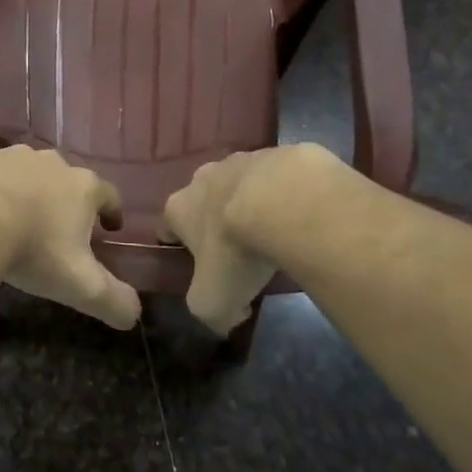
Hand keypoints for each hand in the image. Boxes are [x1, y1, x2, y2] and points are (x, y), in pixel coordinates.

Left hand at [0, 146, 140, 329]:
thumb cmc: (34, 249)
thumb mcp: (81, 286)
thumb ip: (114, 301)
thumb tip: (134, 315)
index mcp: (83, 187)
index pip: (110, 194)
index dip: (112, 212)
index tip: (110, 228)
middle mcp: (53, 163)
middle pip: (70, 181)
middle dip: (69, 202)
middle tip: (62, 230)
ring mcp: (15, 156)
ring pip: (32, 174)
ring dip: (32, 193)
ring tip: (22, 220)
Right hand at [162, 145, 347, 333]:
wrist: (286, 202)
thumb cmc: (236, 250)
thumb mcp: (213, 301)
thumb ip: (210, 314)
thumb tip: (226, 316)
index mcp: (179, 207)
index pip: (167, 225)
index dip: (178, 243)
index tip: (197, 262)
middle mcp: (203, 177)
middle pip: (202, 199)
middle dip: (216, 219)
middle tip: (239, 248)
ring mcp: (242, 160)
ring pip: (240, 184)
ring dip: (251, 202)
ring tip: (276, 230)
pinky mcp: (279, 154)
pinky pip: (279, 177)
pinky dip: (286, 193)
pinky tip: (303, 215)